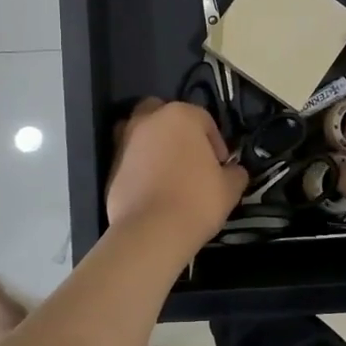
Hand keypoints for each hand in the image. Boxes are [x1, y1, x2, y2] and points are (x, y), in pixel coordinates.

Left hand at [105, 98, 247, 252]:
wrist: (151, 231)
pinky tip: (151, 189)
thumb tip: (233, 171)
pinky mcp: (110, 166)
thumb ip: (235, 172)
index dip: (215, 142)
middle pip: (165, 115)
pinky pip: (130, 159)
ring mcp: (125, 141)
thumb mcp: (230, 188)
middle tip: (189, 158)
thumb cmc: (197, 201)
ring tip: (167, 172)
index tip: (220, 165)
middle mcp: (149, 120)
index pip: (204, 120)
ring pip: (142, 133)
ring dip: (154, 145)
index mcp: (181, 116)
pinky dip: (139, 167)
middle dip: (176, 131)